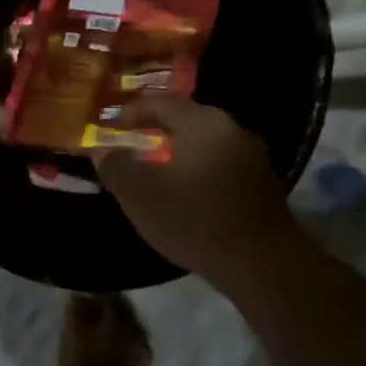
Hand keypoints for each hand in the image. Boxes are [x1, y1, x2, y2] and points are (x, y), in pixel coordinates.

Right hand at [90, 95, 297, 284]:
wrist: (263, 264)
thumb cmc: (195, 220)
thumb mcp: (140, 195)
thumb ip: (116, 167)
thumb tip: (102, 150)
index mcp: (203, 124)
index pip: (162, 102)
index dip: (132, 111)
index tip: (111, 124)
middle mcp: (232, 130)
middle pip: (187, 119)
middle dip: (157, 129)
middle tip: (132, 143)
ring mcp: (253, 157)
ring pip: (206, 143)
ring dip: (179, 151)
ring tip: (156, 169)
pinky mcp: (263, 184)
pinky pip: (221, 164)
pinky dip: (198, 169)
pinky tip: (186, 192)